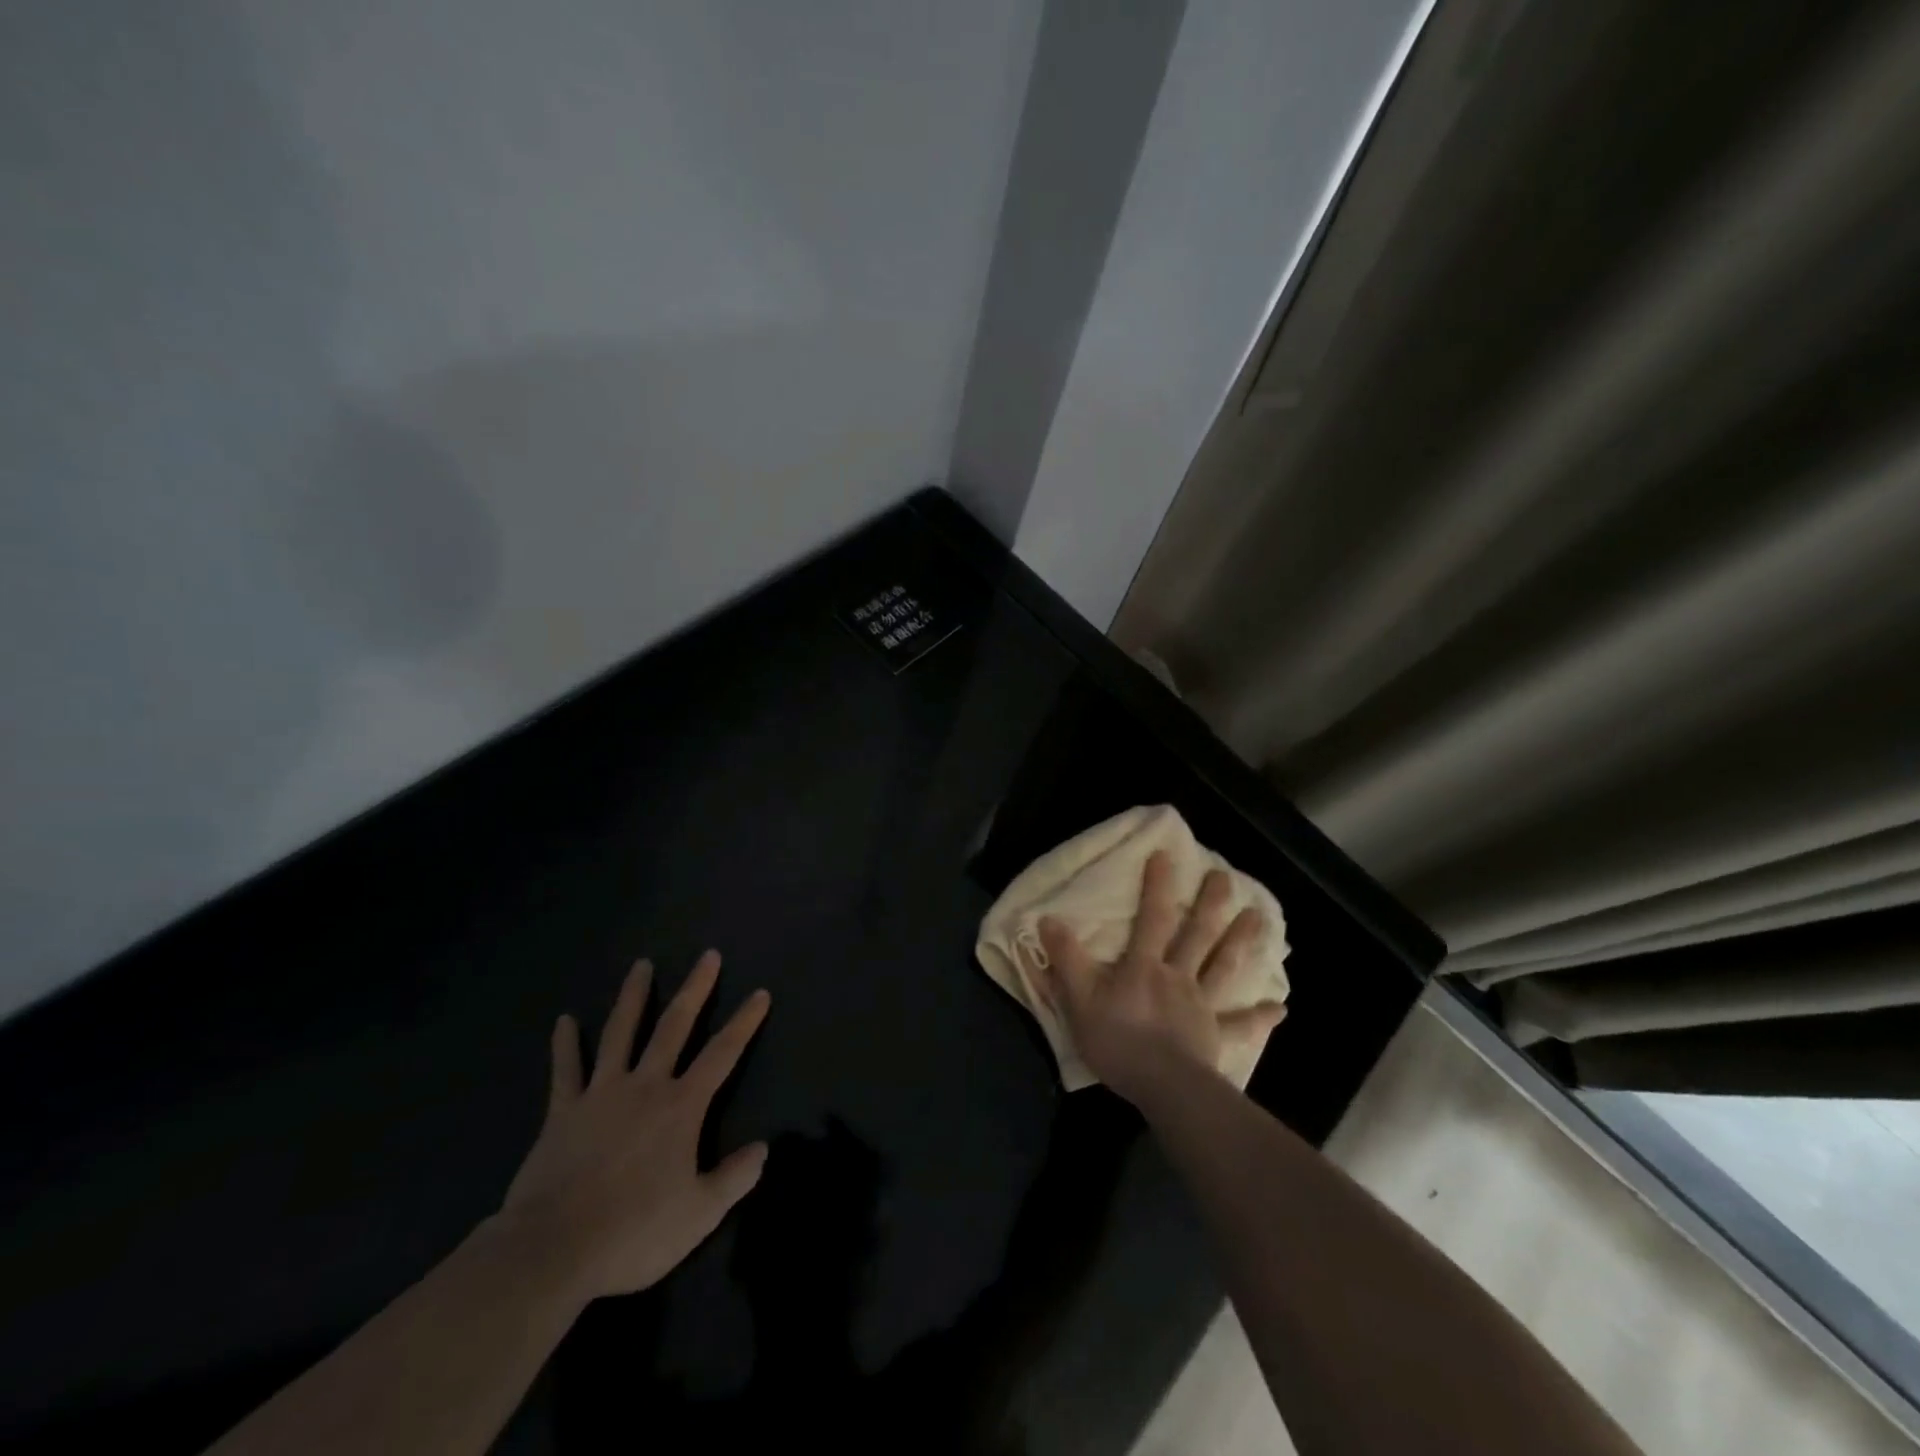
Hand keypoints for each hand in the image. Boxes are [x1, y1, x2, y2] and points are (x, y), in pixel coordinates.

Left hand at [501, 951, 769, 1302]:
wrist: (552, 1251)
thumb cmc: (634, 1232)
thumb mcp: (699, 1215)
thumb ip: (734, 1178)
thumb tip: (763, 1149)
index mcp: (681, 1106)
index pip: (723, 1053)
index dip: (744, 1022)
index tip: (760, 993)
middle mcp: (645, 1086)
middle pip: (674, 1026)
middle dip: (695, 989)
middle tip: (708, 956)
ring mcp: (601, 1094)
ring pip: (620, 1033)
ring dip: (633, 997)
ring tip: (641, 965)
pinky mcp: (563, 1112)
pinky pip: (565, 1070)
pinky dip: (566, 1044)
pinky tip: (565, 1020)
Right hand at [1038, 852, 1282, 1104]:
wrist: (1163, 1087)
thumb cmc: (1118, 1041)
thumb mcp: (1079, 998)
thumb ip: (1066, 958)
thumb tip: (1047, 918)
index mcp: (1144, 966)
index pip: (1152, 918)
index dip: (1157, 886)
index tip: (1166, 855)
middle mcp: (1177, 977)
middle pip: (1197, 935)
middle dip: (1210, 904)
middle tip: (1226, 877)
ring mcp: (1200, 1005)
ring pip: (1223, 967)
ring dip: (1240, 942)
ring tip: (1259, 917)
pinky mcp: (1215, 1036)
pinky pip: (1240, 1025)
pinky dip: (1259, 1017)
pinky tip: (1280, 1008)